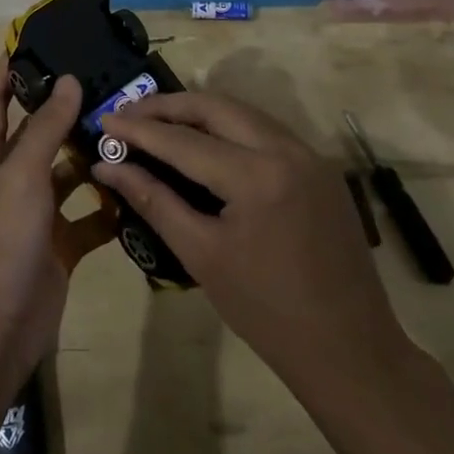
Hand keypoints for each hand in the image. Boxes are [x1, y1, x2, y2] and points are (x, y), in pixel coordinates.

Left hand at [0, 58, 115, 406]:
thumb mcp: (20, 176)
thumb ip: (45, 128)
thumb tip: (68, 80)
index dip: (9, 71)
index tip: (35, 41)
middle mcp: (7, 182)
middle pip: (36, 136)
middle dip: (65, 111)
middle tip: (106, 83)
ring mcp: (33, 216)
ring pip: (66, 176)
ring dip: (91, 157)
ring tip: (131, 129)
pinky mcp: (58, 247)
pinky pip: (86, 218)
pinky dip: (107, 207)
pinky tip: (138, 188)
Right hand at [95, 92, 413, 388]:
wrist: (349, 347)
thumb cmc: (265, 311)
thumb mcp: (201, 254)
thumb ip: (153, 200)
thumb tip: (108, 168)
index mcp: (257, 176)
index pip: (183, 140)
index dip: (139, 130)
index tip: (104, 120)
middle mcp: (287, 149)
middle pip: (216, 106)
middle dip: (168, 106)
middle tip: (129, 115)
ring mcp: (309, 154)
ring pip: (243, 112)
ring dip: (199, 112)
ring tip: (159, 123)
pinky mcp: (320, 166)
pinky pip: (265, 131)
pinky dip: (229, 127)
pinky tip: (205, 142)